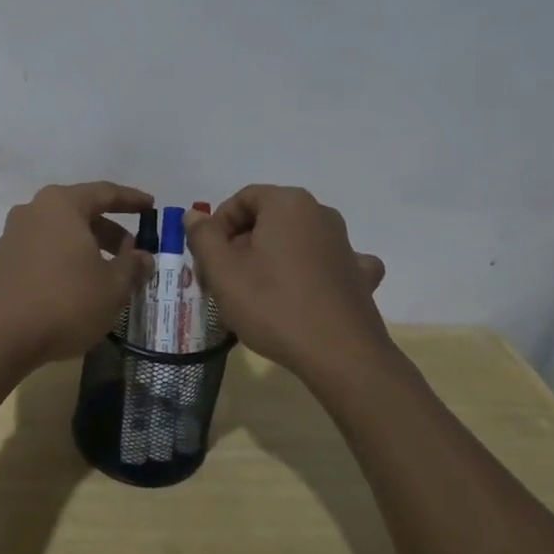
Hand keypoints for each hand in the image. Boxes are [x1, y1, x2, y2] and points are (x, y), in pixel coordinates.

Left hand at [0, 182, 154, 366]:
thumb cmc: (65, 302)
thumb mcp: (112, 287)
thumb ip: (131, 266)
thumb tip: (142, 256)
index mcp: (61, 205)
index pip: (104, 193)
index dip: (131, 199)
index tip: (150, 206)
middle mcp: (32, 212)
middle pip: (77, 213)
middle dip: (106, 230)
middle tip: (128, 251)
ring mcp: (9, 237)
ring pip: (55, 234)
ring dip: (81, 248)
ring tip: (101, 274)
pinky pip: (36, 255)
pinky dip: (57, 263)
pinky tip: (67, 289)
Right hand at [187, 186, 389, 376]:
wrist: (340, 355)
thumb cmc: (272, 304)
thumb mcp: (222, 271)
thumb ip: (203, 236)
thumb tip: (194, 215)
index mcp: (287, 204)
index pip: (243, 199)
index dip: (218, 225)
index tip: (208, 257)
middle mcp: (320, 214)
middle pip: (269, 218)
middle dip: (241, 243)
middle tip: (223, 278)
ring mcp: (345, 244)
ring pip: (296, 240)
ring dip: (272, 258)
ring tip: (255, 292)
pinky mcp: (359, 275)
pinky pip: (327, 263)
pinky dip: (311, 272)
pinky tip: (305, 291)